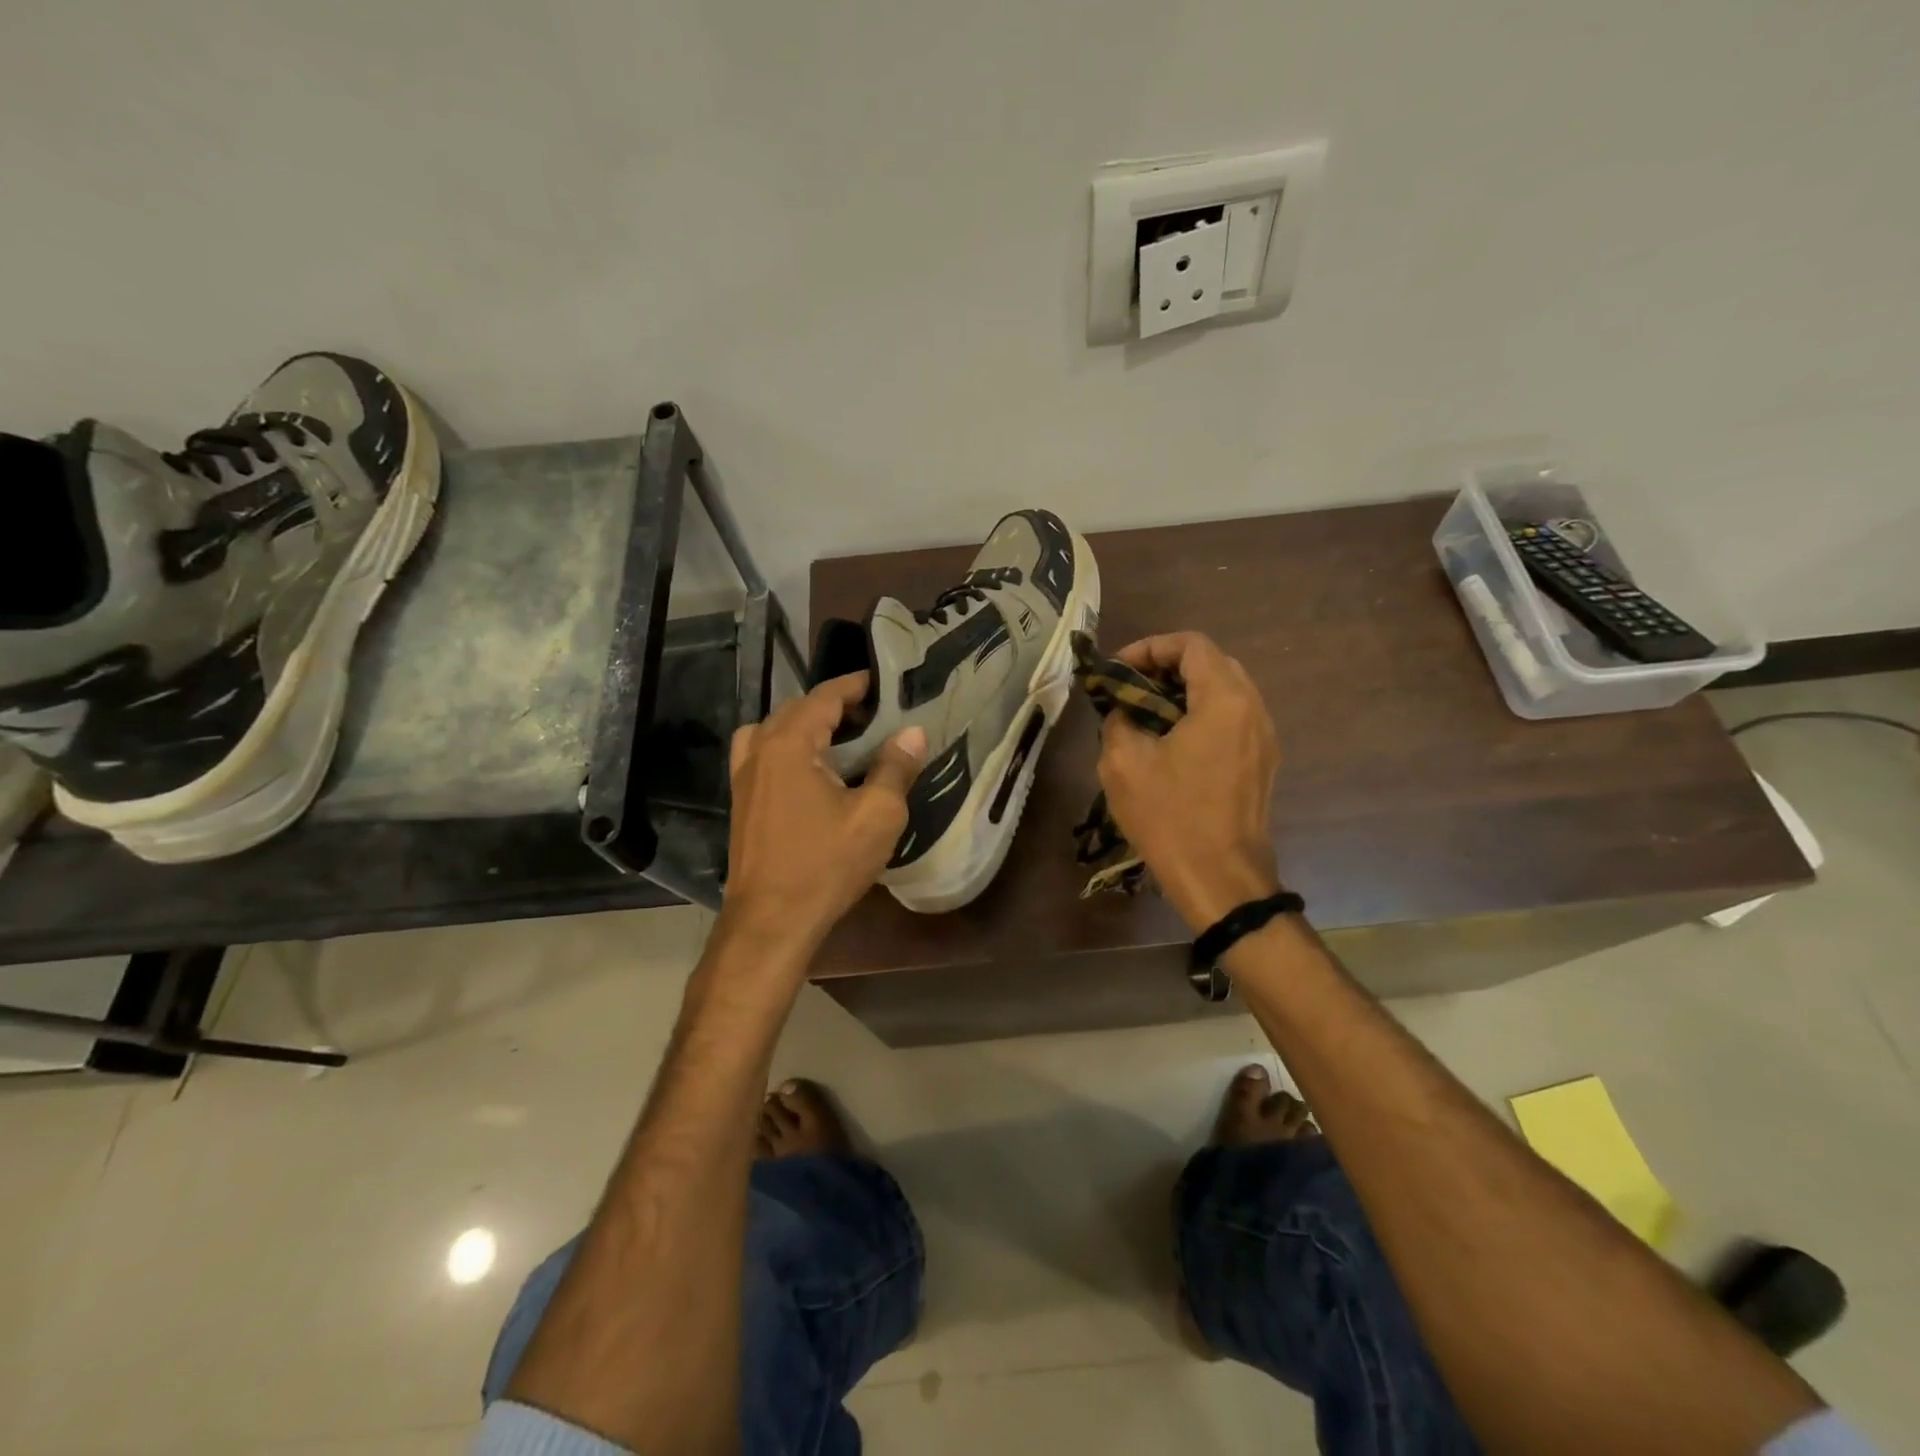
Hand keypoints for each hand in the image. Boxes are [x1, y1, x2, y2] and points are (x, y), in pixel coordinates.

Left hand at [719, 674, 926, 957]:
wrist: (771, 921)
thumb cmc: (826, 865)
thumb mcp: (877, 816)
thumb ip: (895, 768)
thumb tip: (912, 733)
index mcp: (790, 744)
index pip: (824, 697)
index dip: (855, 686)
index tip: (883, 683)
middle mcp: (760, 750)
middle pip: (797, 709)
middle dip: (834, 705)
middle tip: (873, 715)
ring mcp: (744, 777)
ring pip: (775, 731)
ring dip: (807, 725)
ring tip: (841, 740)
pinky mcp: (741, 802)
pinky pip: (763, 755)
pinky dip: (787, 748)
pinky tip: (812, 773)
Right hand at [1095, 632, 1281, 930]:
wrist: (1221, 880)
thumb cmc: (1171, 817)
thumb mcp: (1124, 763)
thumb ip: (1119, 719)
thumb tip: (1122, 709)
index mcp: (1224, 700)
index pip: (1191, 645)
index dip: (1150, 647)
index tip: (1118, 670)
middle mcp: (1253, 709)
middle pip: (1211, 663)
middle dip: (1166, 667)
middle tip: (1130, 688)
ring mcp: (1264, 737)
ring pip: (1224, 692)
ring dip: (1184, 692)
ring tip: (1146, 715)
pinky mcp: (1262, 763)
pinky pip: (1232, 720)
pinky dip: (1201, 715)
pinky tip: (1171, 743)